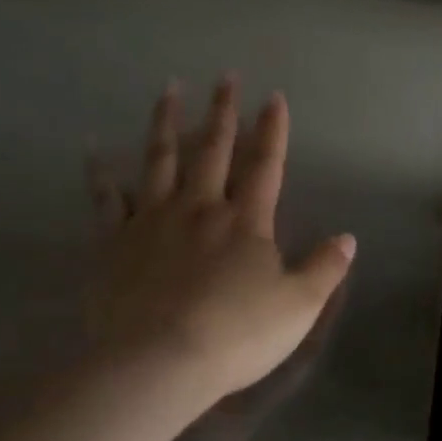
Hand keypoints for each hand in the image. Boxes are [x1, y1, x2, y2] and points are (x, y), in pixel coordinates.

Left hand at [85, 76, 355, 410]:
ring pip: (159, 160)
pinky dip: (101, 175)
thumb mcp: (298, 306)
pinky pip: (106, 200)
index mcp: (245, 220)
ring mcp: (152, 221)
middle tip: (225, 77)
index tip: (274, 97)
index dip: (272, 130)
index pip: (265, 164)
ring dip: (165, 122)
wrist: (159, 363)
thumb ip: (324, 268)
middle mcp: (199, 208)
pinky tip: (94, 151)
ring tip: (168, 89)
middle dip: (222, 112)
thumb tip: (347, 238)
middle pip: (212, 149)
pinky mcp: (114, 243)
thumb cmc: (237, 334)